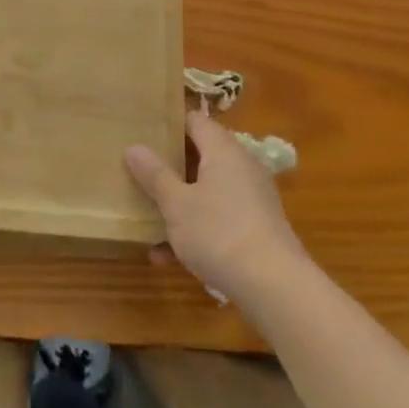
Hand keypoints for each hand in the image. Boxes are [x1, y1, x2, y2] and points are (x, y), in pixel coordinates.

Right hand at [126, 111, 307, 305]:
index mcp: (223, 150)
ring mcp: (252, 198)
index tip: (143, 129)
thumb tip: (133, 147)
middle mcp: (241, 167)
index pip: (195, 120)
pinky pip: (218, 217)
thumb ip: (154, 174)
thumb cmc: (219, 232)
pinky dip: (196, 229)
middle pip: (200, 156)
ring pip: (207, 191)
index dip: (169, 122)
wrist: (274, 287)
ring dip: (179, 203)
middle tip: (138, 171)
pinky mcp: (256, 228)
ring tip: (147, 219)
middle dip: (169, 167)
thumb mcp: (176, 204)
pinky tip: (167, 256)